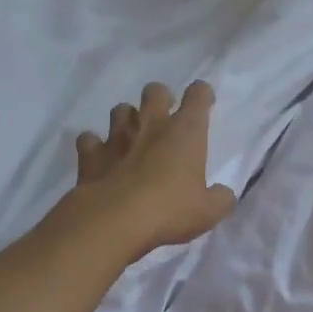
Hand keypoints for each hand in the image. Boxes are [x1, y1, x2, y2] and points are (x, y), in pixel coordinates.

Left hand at [70, 81, 236, 262]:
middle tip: (164, 117)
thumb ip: (220, 198)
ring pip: (120, 109)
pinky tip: (99, 157)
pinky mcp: (91, 154)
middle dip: (160, 98)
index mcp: (185, 132)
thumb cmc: (170, 210)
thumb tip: (224, 194)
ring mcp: (117, 136)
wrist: (116, 220)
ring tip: (131, 136)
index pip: (198, 95)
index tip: (204, 103)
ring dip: (127, 119)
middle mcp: (151, 124)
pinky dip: (93, 145)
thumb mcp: (208, 212)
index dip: (202, 95)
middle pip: (154, 91)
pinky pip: (88, 139)